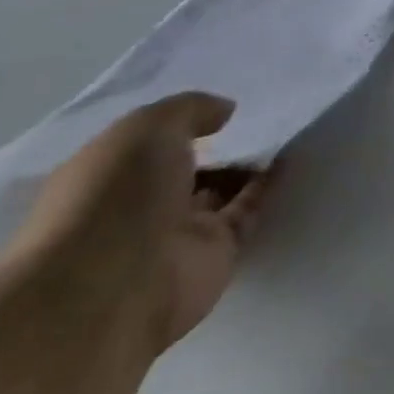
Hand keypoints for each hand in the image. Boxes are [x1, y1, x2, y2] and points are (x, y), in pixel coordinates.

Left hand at [11, 94, 272, 355]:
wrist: (115, 286)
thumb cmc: (114, 196)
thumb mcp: (147, 128)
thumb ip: (189, 109)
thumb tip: (224, 112)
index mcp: (104, 179)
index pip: (144, 148)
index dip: (178, 126)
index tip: (216, 107)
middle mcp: (136, 207)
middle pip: (185, 170)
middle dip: (218, 146)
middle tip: (259, 115)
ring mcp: (176, 234)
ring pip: (219, 192)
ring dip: (247, 165)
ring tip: (283, 131)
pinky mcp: (215, 254)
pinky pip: (247, 212)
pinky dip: (268, 187)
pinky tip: (289, 158)